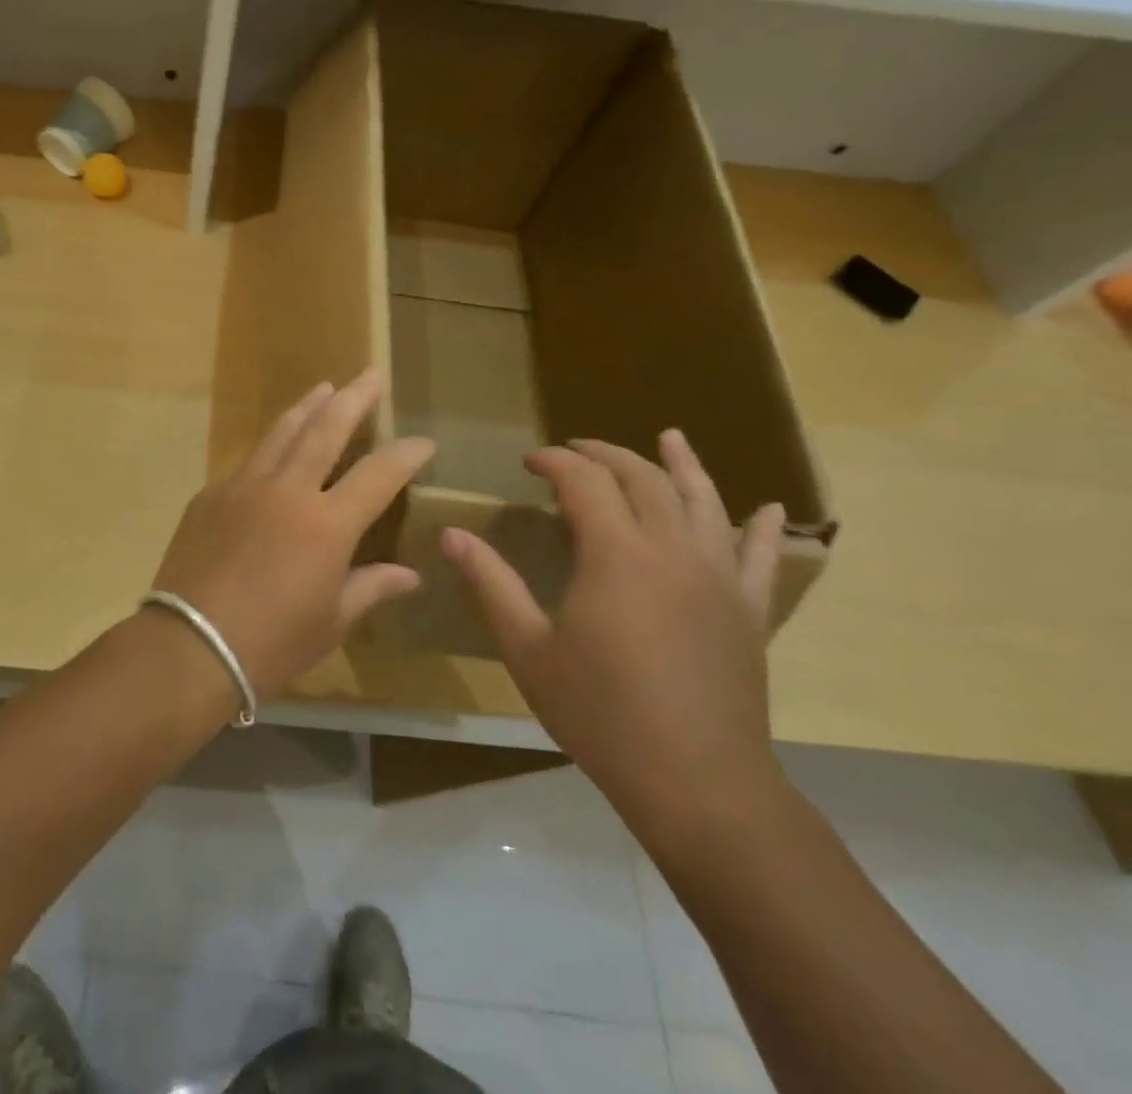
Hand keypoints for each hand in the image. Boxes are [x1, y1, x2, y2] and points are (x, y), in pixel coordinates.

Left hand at [150, 371, 433, 696]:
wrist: (189, 645)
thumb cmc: (271, 643)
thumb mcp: (331, 622)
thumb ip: (370, 588)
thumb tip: (409, 575)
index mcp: (326, 524)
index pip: (378, 475)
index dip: (405, 455)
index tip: (423, 442)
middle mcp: (286, 491)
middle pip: (325, 429)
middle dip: (352, 399)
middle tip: (370, 375)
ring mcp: (242, 487)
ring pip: (280, 433)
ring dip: (305, 407)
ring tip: (323, 388)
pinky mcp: (209, 495)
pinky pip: (248, 462)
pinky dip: (270, 449)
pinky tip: (275, 451)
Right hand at [442, 431, 786, 838]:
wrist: (697, 782)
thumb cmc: (600, 713)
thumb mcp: (527, 647)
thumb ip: (490, 583)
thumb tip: (452, 534)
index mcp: (616, 555)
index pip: (584, 482)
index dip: (555, 462)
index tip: (529, 462)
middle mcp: (672, 551)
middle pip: (643, 479)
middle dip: (604, 455)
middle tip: (572, 451)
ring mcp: (718, 578)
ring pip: (703, 501)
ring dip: (682, 465)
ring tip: (669, 437)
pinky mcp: (747, 610)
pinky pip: (759, 556)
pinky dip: (761, 527)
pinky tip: (766, 507)